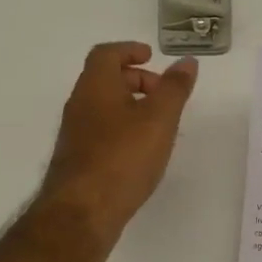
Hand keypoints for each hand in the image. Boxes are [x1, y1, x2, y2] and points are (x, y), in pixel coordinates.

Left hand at [41, 42, 198, 240]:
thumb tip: (187, 62)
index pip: (106, 54)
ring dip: (130, 107)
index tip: (151, 57)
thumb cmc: (123, 157)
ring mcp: (75, 134)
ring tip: (159, 125)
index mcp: (95, 86)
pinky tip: (141, 152)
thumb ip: (175, 88)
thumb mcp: (159, 119)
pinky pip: (102, 132)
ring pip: (104, 108)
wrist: (83, 211)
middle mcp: (79, 105)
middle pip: (105, 80)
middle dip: (136, 80)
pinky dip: (122, 130)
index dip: (129, 50)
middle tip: (163, 94)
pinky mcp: (78, 160)